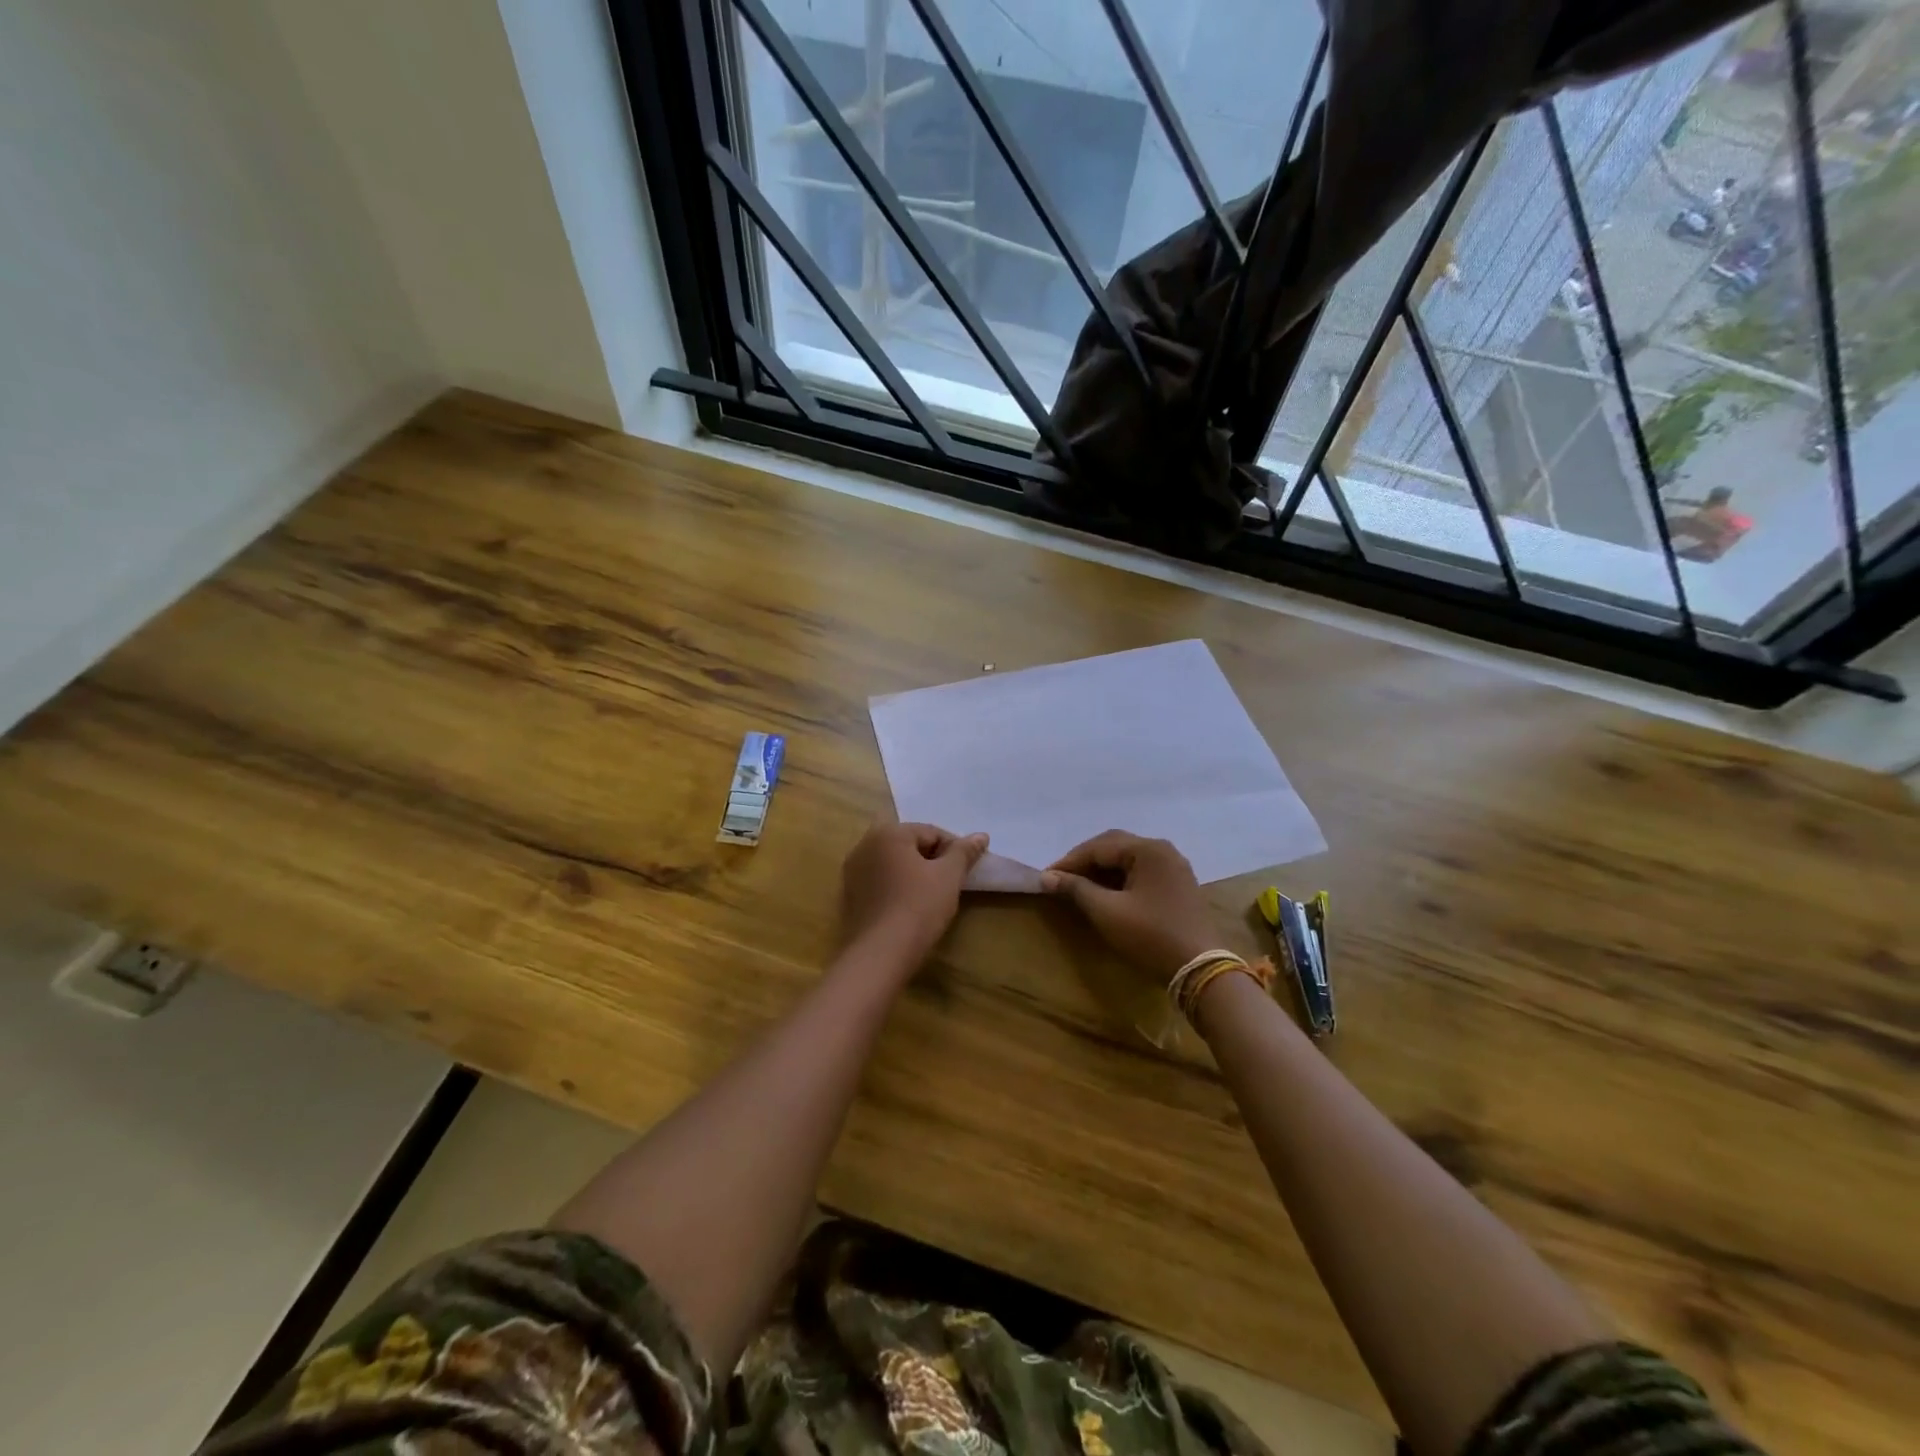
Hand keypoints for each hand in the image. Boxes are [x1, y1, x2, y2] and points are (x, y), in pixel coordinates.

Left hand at [840, 821, 988, 967]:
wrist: (880, 955)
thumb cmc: (918, 907)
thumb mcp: (949, 876)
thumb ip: (964, 852)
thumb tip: (981, 835)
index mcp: (888, 833)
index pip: (931, 832)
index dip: (954, 850)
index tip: (966, 871)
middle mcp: (864, 845)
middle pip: (910, 846)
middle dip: (932, 861)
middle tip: (950, 884)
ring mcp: (852, 872)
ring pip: (894, 865)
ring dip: (914, 874)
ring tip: (931, 898)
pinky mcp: (848, 896)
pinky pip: (880, 883)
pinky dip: (896, 888)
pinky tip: (908, 909)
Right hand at [1042, 831, 1218, 982]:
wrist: (1200, 969)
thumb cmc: (1150, 936)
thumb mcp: (1107, 912)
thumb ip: (1076, 889)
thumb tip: (1047, 877)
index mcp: (1148, 849)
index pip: (1099, 846)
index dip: (1069, 861)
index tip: (1046, 877)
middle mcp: (1163, 850)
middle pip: (1115, 846)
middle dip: (1085, 861)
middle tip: (1060, 878)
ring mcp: (1174, 867)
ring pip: (1128, 858)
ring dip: (1102, 869)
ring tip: (1078, 886)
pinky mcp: (1178, 884)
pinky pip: (1141, 871)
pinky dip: (1120, 878)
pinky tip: (1106, 892)